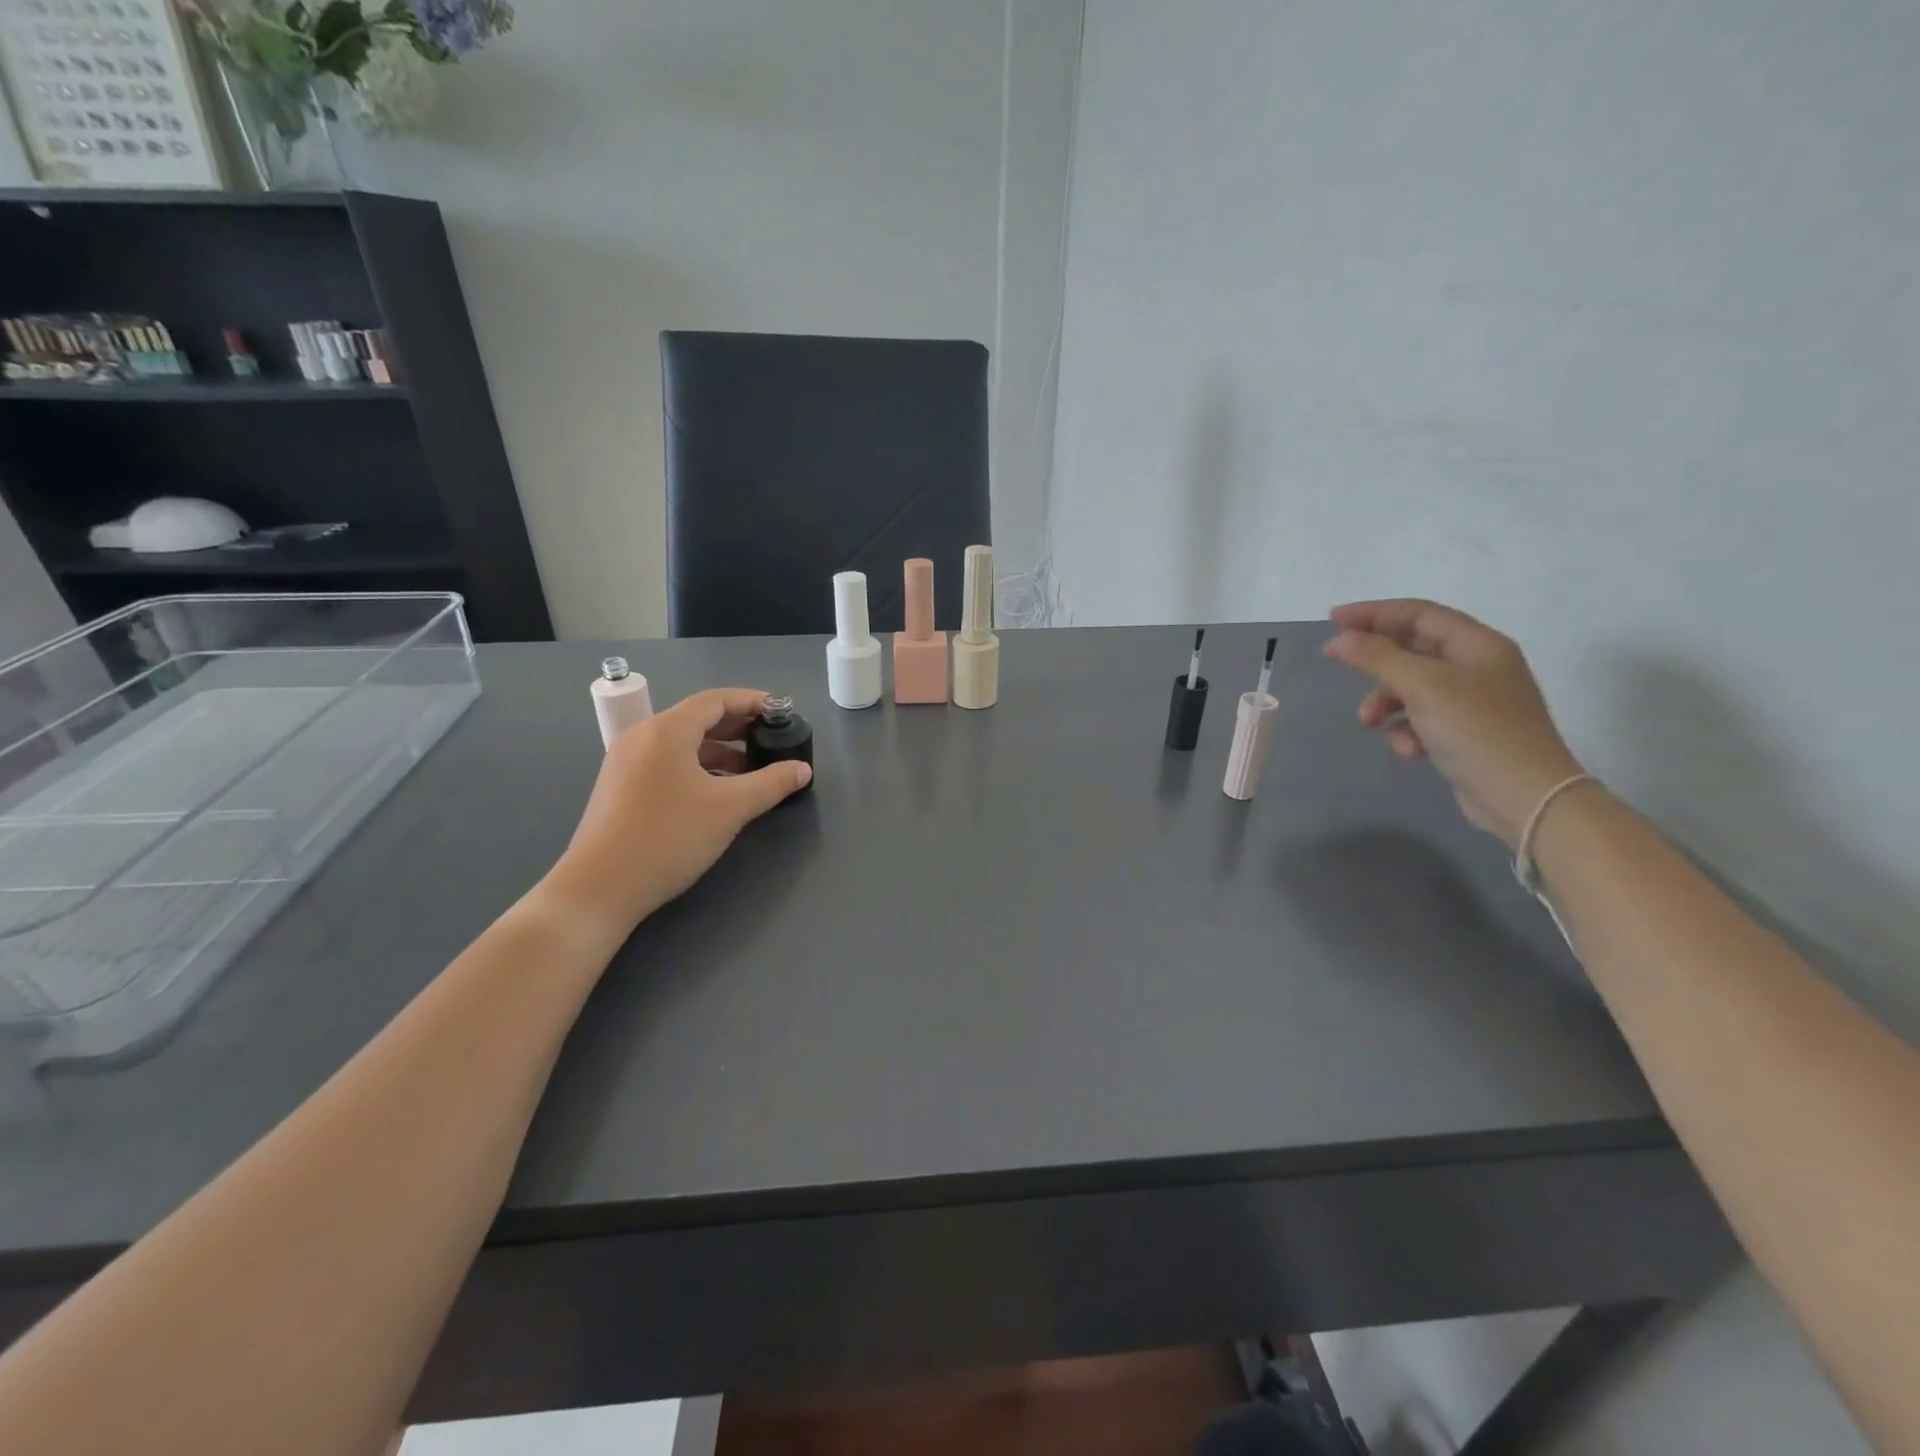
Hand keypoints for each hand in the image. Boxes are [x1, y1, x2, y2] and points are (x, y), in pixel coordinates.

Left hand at [544, 688, 810, 935]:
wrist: (599, 888)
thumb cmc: (669, 837)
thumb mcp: (730, 808)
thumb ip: (771, 783)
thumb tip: (802, 769)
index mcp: (666, 730)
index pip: (716, 700)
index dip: (753, 702)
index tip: (783, 712)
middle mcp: (642, 736)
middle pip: (698, 718)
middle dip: (739, 726)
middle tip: (773, 739)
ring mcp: (626, 762)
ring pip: (682, 743)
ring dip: (720, 750)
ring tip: (753, 770)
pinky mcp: (621, 787)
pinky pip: (667, 762)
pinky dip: (698, 767)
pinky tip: (718, 791)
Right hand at [1323, 600, 1585, 848]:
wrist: (1526, 797)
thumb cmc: (1478, 731)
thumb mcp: (1423, 686)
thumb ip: (1378, 657)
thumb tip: (1339, 639)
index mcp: (1478, 645)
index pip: (1418, 614)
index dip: (1374, 613)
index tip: (1332, 620)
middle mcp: (1477, 666)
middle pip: (1412, 649)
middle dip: (1375, 661)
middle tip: (1337, 662)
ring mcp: (1472, 701)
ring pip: (1411, 686)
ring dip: (1384, 701)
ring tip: (1369, 723)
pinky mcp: (1464, 732)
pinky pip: (1421, 718)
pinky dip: (1406, 729)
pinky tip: (1408, 749)